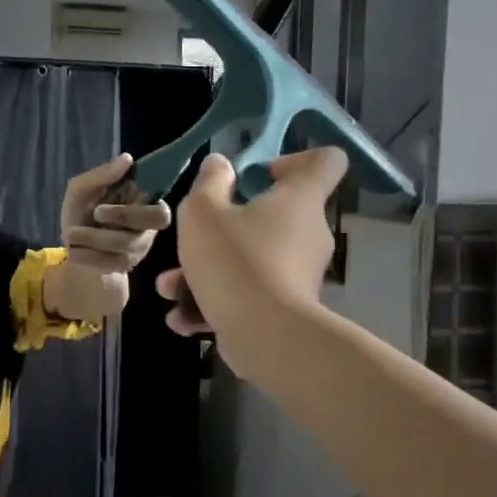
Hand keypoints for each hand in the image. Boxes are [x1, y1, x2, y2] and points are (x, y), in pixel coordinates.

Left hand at [59, 153, 172, 302]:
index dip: (147, 200)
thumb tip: (128, 158)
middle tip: (96, 212)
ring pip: (128, 242)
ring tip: (71, 233)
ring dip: (95, 236)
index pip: (163, 205)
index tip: (123, 193)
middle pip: (156, 220)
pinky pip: (113, 262)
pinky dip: (89, 255)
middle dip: (124, 214)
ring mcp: (139, 249)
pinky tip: (74, 251)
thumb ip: (101, 175)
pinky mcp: (125, 266)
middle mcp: (148, 226)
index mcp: (143, 203)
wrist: (71, 249)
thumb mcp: (81, 190)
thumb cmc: (81, 214)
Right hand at [155, 148, 347, 363]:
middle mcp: (308, 234)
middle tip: (194, 238)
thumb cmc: (236, 260)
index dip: (295, 160)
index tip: (259, 175)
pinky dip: (216, 303)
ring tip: (170, 287)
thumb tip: (220, 165)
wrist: (265, 337)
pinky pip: (249, 295)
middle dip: (225, 227)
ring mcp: (299, 275)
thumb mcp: (203, 212)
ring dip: (208, 271)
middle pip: (273, 217)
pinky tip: (182, 318)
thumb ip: (209, 183)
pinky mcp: (286, 311)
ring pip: (250, 261)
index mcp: (300, 199)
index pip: (325, 161)